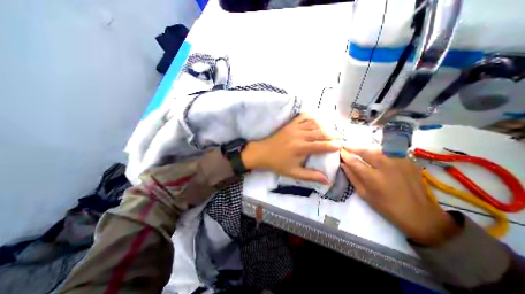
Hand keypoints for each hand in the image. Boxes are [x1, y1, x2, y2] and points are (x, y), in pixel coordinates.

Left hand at [240, 113, 339, 182]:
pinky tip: (317, 120)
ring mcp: (294, 128)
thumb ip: (310, 176)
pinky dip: (312, 117)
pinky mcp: (290, 124)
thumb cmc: (277, 164)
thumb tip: (327, 180)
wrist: (262, 153)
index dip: (333, 145)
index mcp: (301, 148)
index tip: (341, 146)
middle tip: (339, 138)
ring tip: (331, 130)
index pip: (321, 145)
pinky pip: (303, 117)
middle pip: (320, 133)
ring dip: (324, 126)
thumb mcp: (293, 173)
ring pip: (314, 124)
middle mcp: (299, 136)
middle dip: (332, 135)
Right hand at [340, 146, 460, 244]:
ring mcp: (399, 162)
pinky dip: (381, 150)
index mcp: (374, 178)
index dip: (345, 155)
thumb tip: (343, 164)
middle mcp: (386, 167)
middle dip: (353, 147)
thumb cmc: (387, 207)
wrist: (419, 214)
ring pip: (378, 149)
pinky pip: (391, 151)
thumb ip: (353, 177)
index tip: (340, 151)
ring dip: (366, 148)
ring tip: (360, 150)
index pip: (354, 161)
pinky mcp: (408, 161)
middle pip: (366, 151)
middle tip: (346, 145)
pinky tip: (377, 154)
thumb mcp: (364, 194)